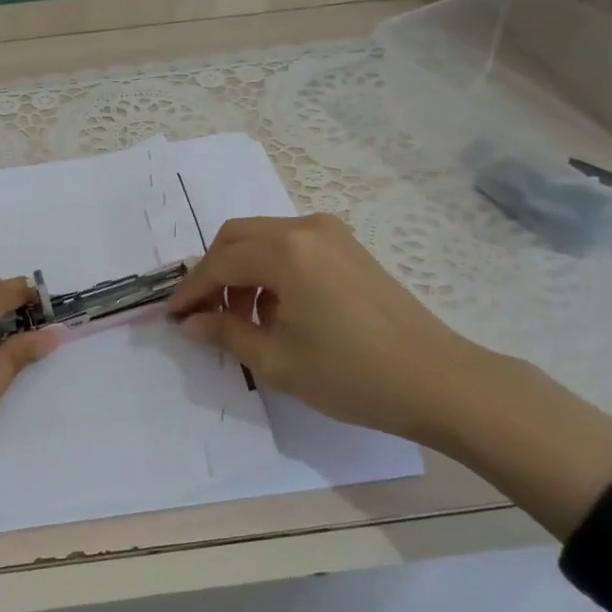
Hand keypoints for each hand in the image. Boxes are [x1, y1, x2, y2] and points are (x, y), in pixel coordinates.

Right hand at [167, 214, 496, 448]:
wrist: (438, 381)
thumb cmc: (351, 374)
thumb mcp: (277, 361)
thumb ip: (225, 334)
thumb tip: (190, 323)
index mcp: (286, 252)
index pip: (219, 263)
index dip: (191, 290)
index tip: (172, 317)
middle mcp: (306, 229)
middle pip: (237, 237)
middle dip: (213, 272)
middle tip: (203, 313)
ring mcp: (333, 235)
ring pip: (264, 239)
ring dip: (242, 271)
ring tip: (243, 320)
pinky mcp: (350, 248)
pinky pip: (292, 246)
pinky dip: (271, 270)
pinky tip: (277, 310)